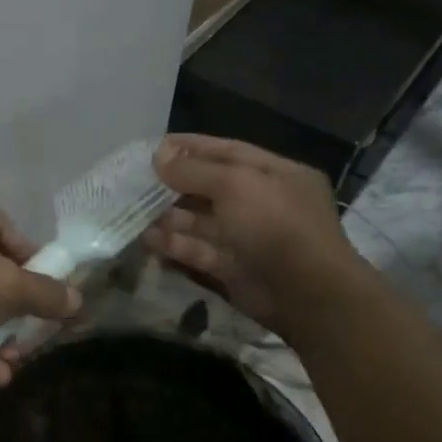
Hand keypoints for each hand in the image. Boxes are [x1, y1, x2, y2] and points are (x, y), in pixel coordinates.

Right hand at [143, 135, 359, 330]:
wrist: (307, 295)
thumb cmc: (275, 224)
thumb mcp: (236, 184)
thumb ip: (194, 170)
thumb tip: (159, 156)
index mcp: (277, 175)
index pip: (229, 152)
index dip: (193, 147)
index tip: (156, 146)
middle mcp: (264, 203)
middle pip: (212, 187)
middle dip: (175, 183)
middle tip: (137, 180)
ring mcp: (248, 238)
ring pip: (202, 221)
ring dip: (169, 216)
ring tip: (134, 210)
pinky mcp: (234, 268)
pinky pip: (199, 251)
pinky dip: (174, 245)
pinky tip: (147, 239)